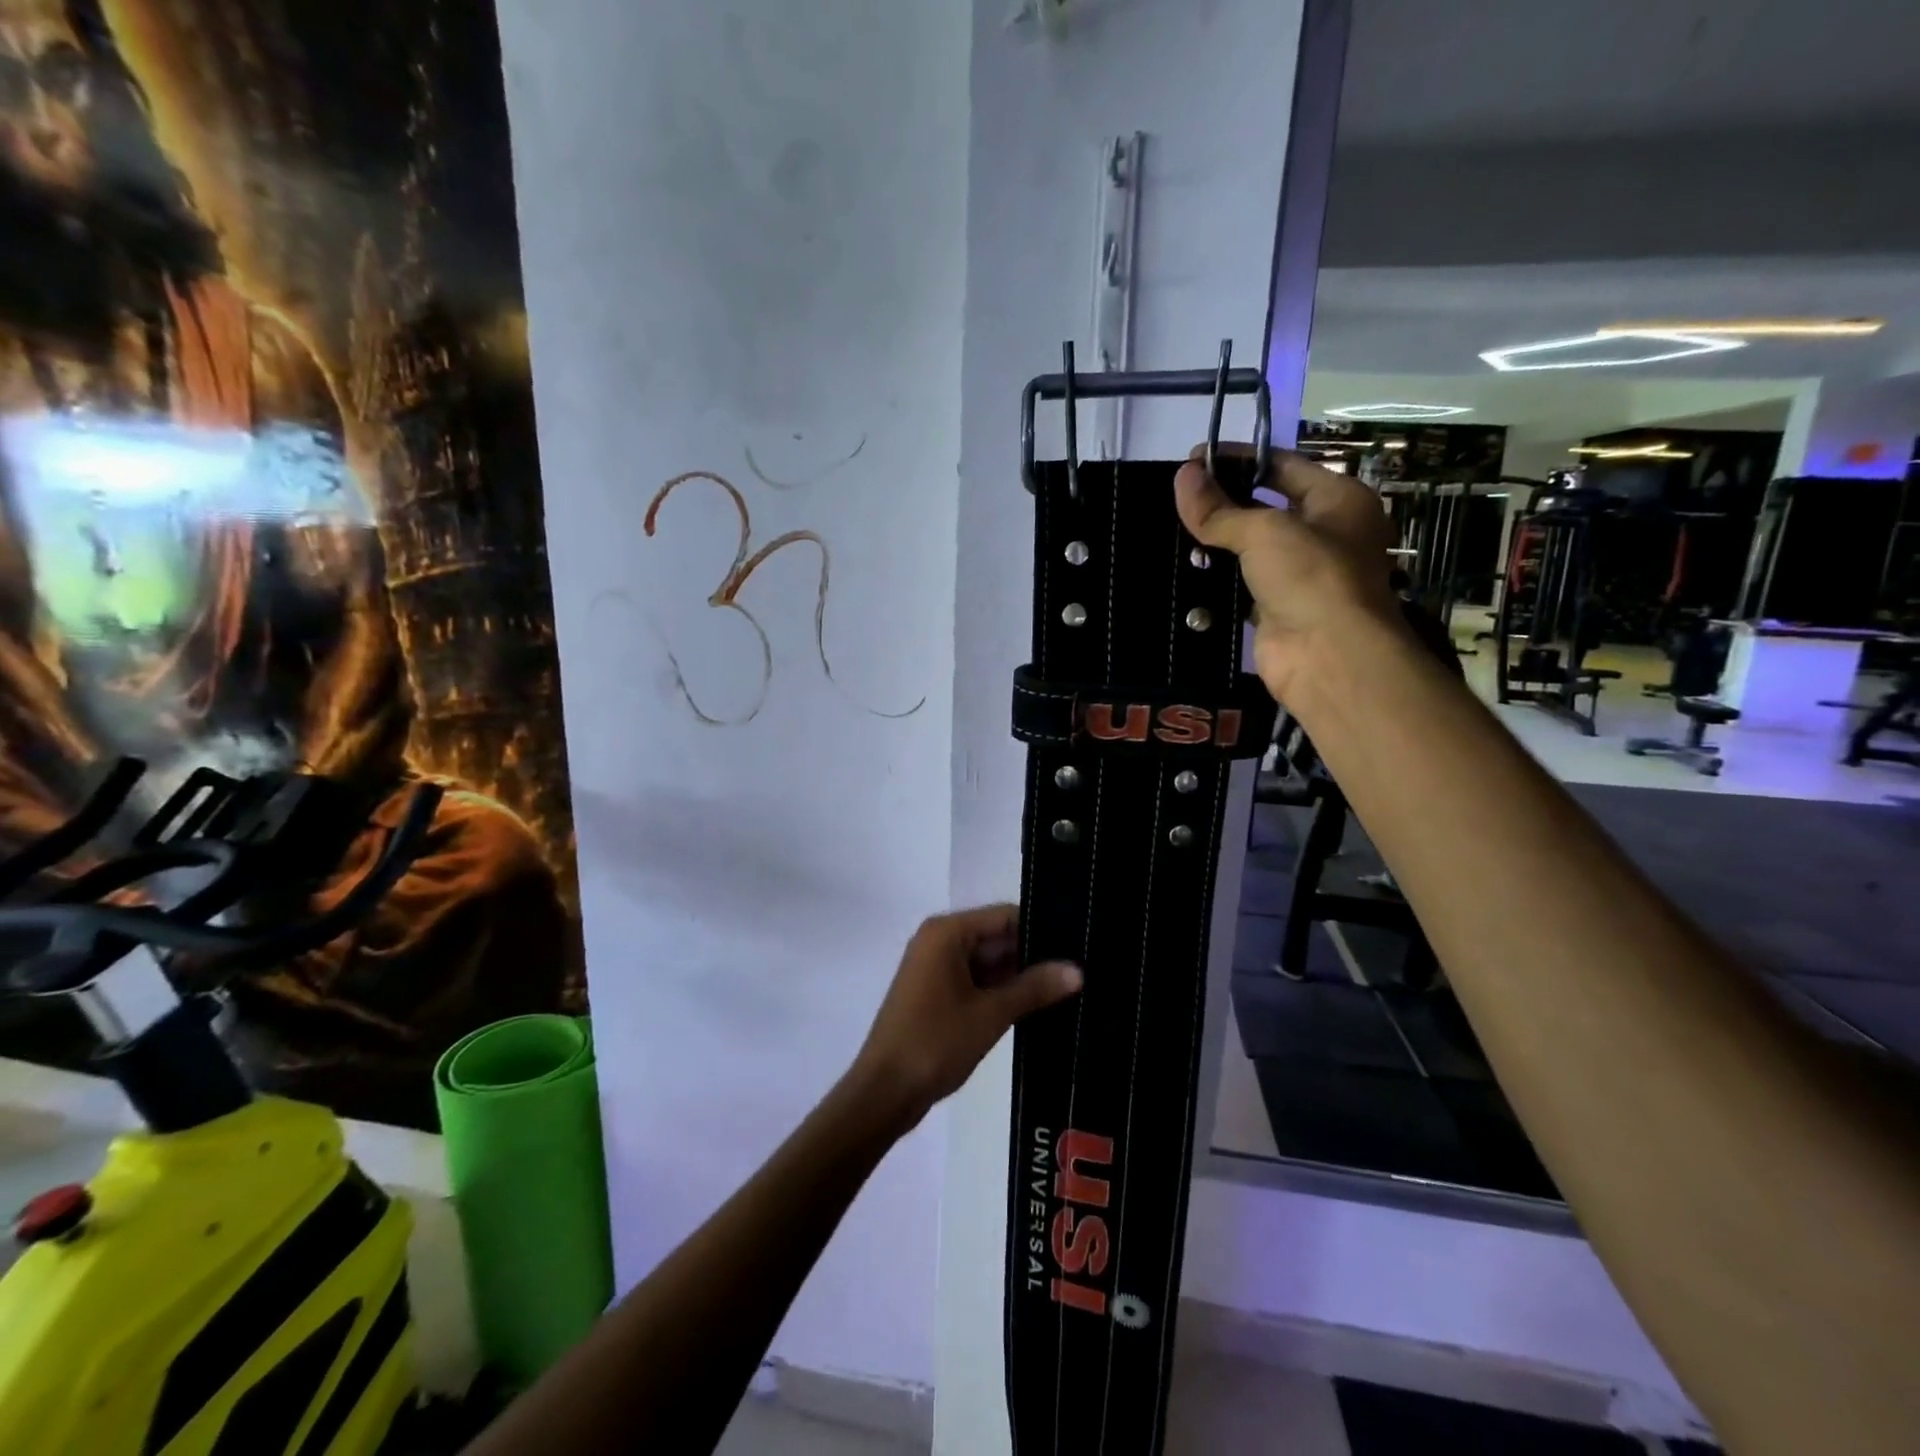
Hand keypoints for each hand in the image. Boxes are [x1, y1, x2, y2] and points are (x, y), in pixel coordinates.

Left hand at [849, 905, 1081, 1133]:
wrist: (883, 1093)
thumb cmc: (935, 1043)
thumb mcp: (990, 1014)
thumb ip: (1034, 987)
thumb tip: (1078, 970)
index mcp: (947, 932)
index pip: (1006, 916)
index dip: (1042, 929)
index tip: (1080, 945)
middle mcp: (939, 941)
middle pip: (998, 937)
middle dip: (1034, 956)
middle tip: (1083, 971)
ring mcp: (935, 968)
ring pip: (989, 963)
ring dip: (1020, 978)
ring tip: (1071, 989)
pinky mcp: (936, 994)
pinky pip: (977, 982)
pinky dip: (1002, 993)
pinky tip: (1038, 1006)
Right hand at [1174, 444, 1401, 704]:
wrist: (1327, 656)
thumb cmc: (1310, 576)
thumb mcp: (1264, 531)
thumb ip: (1218, 508)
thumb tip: (1181, 476)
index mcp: (1338, 499)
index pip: (1283, 465)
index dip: (1239, 459)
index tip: (1194, 459)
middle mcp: (1325, 533)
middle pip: (1265, 506)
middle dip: (1224, 500)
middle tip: (1176, 495)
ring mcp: (1301, 574)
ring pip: (1250, 548)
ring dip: (1216, 542)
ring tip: (1170, 528)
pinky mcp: (1276, 608)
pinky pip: (1240, 584)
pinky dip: (1215, 578)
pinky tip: (1181, 568)